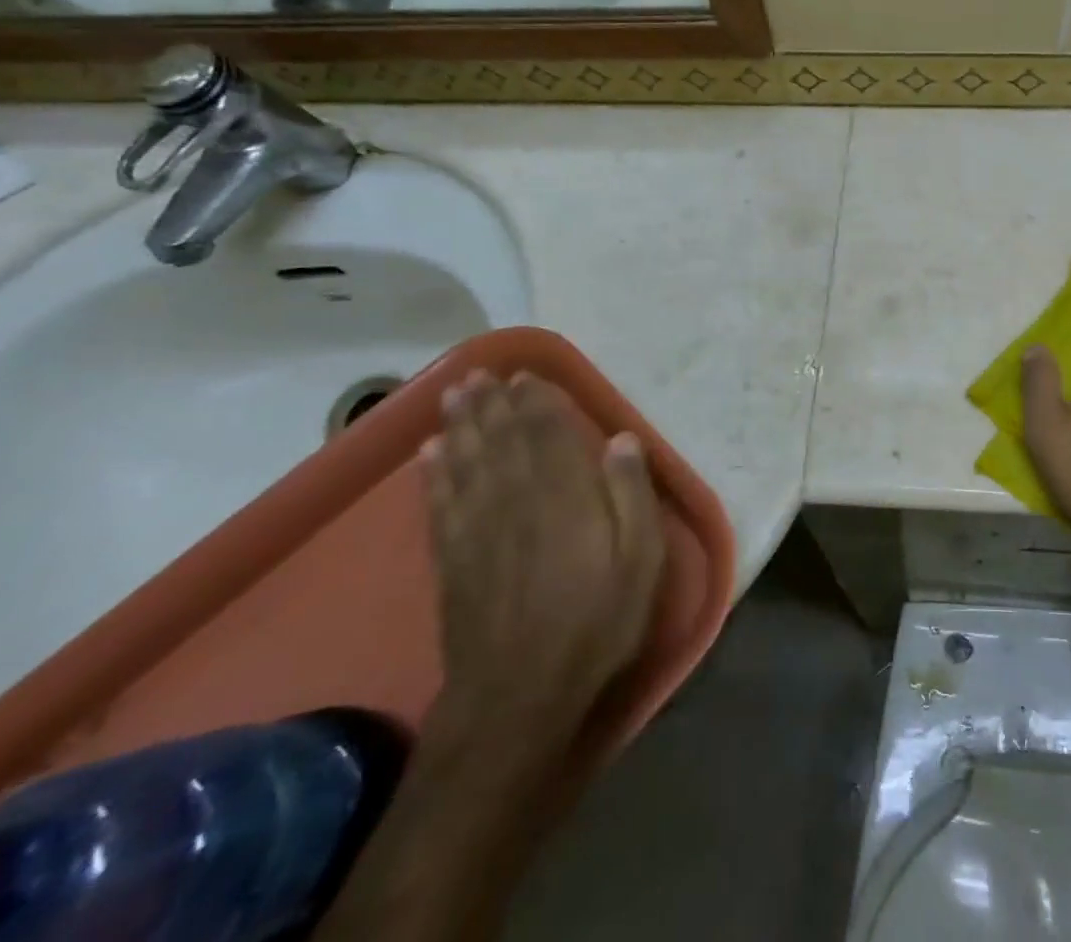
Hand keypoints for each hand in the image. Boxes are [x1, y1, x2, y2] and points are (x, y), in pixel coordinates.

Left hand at [419, 371, 664, 761]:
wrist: (518, 698)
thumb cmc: (596, 624)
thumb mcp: (641, 561)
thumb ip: (633, 495)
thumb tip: (622, 439)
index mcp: (565, 496)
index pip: (547, 434)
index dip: (537, 401)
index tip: (527, 376)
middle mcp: (516, 500)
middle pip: (501, 440)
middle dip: (492, 404)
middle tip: (480, 373)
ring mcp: (478, 530)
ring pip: (467, 462)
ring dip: (460, 426)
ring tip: (454, 395)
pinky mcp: (452, 561)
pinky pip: (440, 503)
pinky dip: (433, 474)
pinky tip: (429, 454)